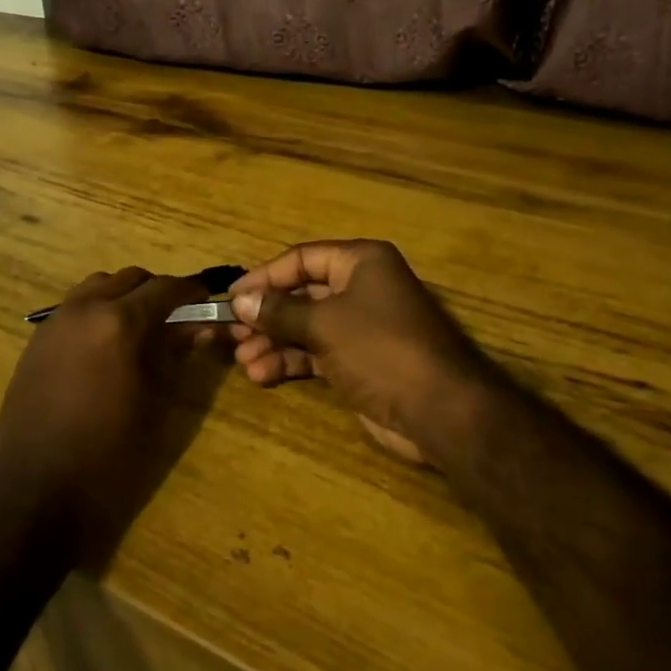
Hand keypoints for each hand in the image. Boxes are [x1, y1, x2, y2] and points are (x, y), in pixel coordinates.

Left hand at [0, 267, 206, 564]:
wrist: (36, 494)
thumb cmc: (109, 455)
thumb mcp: (155, 403)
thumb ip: (175, 354)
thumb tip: (199, 327)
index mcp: (119, 322)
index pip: (165, 288)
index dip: (191, 291)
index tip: (207, 299)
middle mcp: (85, 309)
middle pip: (130, 279)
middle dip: (157, 292)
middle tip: (176, 318)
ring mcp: (55, 322)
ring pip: (98, 286)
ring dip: (123, 296)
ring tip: (138, 329)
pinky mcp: (36, 341)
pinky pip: (73, 308)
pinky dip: (96, 312)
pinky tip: (103, 347)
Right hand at [227, 240, 506, 467]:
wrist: (439, 411)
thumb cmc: (380, 348)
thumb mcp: (325, 324)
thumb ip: (279, 311)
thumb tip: (240, 301)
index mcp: (361, 262)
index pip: (301, 259)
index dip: (264, 277)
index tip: (231, 297)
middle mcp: (361, 287)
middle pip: (302, 294)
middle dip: (266, 315)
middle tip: (231, 334)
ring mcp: (361, 326)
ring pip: (306, 326)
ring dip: (274, 341)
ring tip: (243, 360)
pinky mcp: (360, 361)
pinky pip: (317, 353)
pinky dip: (291, 361)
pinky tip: (262, 374)